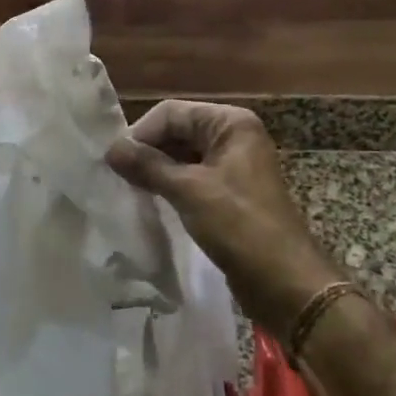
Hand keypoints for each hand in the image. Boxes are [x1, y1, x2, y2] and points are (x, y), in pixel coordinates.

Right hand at [108, 101, 344, 334]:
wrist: (285, 282)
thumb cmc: (239, 226)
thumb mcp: (189, 191)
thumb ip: (147, 166)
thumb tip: (110, 149)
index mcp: (230, 123)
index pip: (172, 113)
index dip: (141, 133)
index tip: (114, 162)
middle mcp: (233, 136)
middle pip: (177, 131)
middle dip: (147, 151)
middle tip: (117, 177)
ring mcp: (232, 165)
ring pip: (182, 156)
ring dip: (156, 170)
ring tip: (129, 189)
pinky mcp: (229, 193)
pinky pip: (191, 178)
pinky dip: (170, 186)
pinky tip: (150, 201)